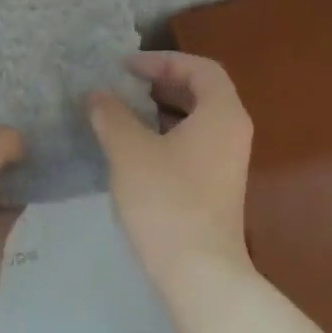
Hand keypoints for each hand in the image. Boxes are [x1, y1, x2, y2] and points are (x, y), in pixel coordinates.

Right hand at [88, 51, 254, 287]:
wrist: (198, 272)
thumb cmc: (165, 201)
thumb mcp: (129, 150)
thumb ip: (112, 115)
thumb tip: (98, 95)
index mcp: (222, 113)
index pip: (199, 67)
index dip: (162, 60)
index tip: (125, 67)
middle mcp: (232, 132)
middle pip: (201, 91)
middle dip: (161, 82)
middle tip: (123, 84)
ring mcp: (227, 162)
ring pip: (195, 120)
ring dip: (160, 110)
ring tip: (122, 112)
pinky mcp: (216, 187)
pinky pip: (193, 144)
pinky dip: (165, 135)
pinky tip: (133, 148)